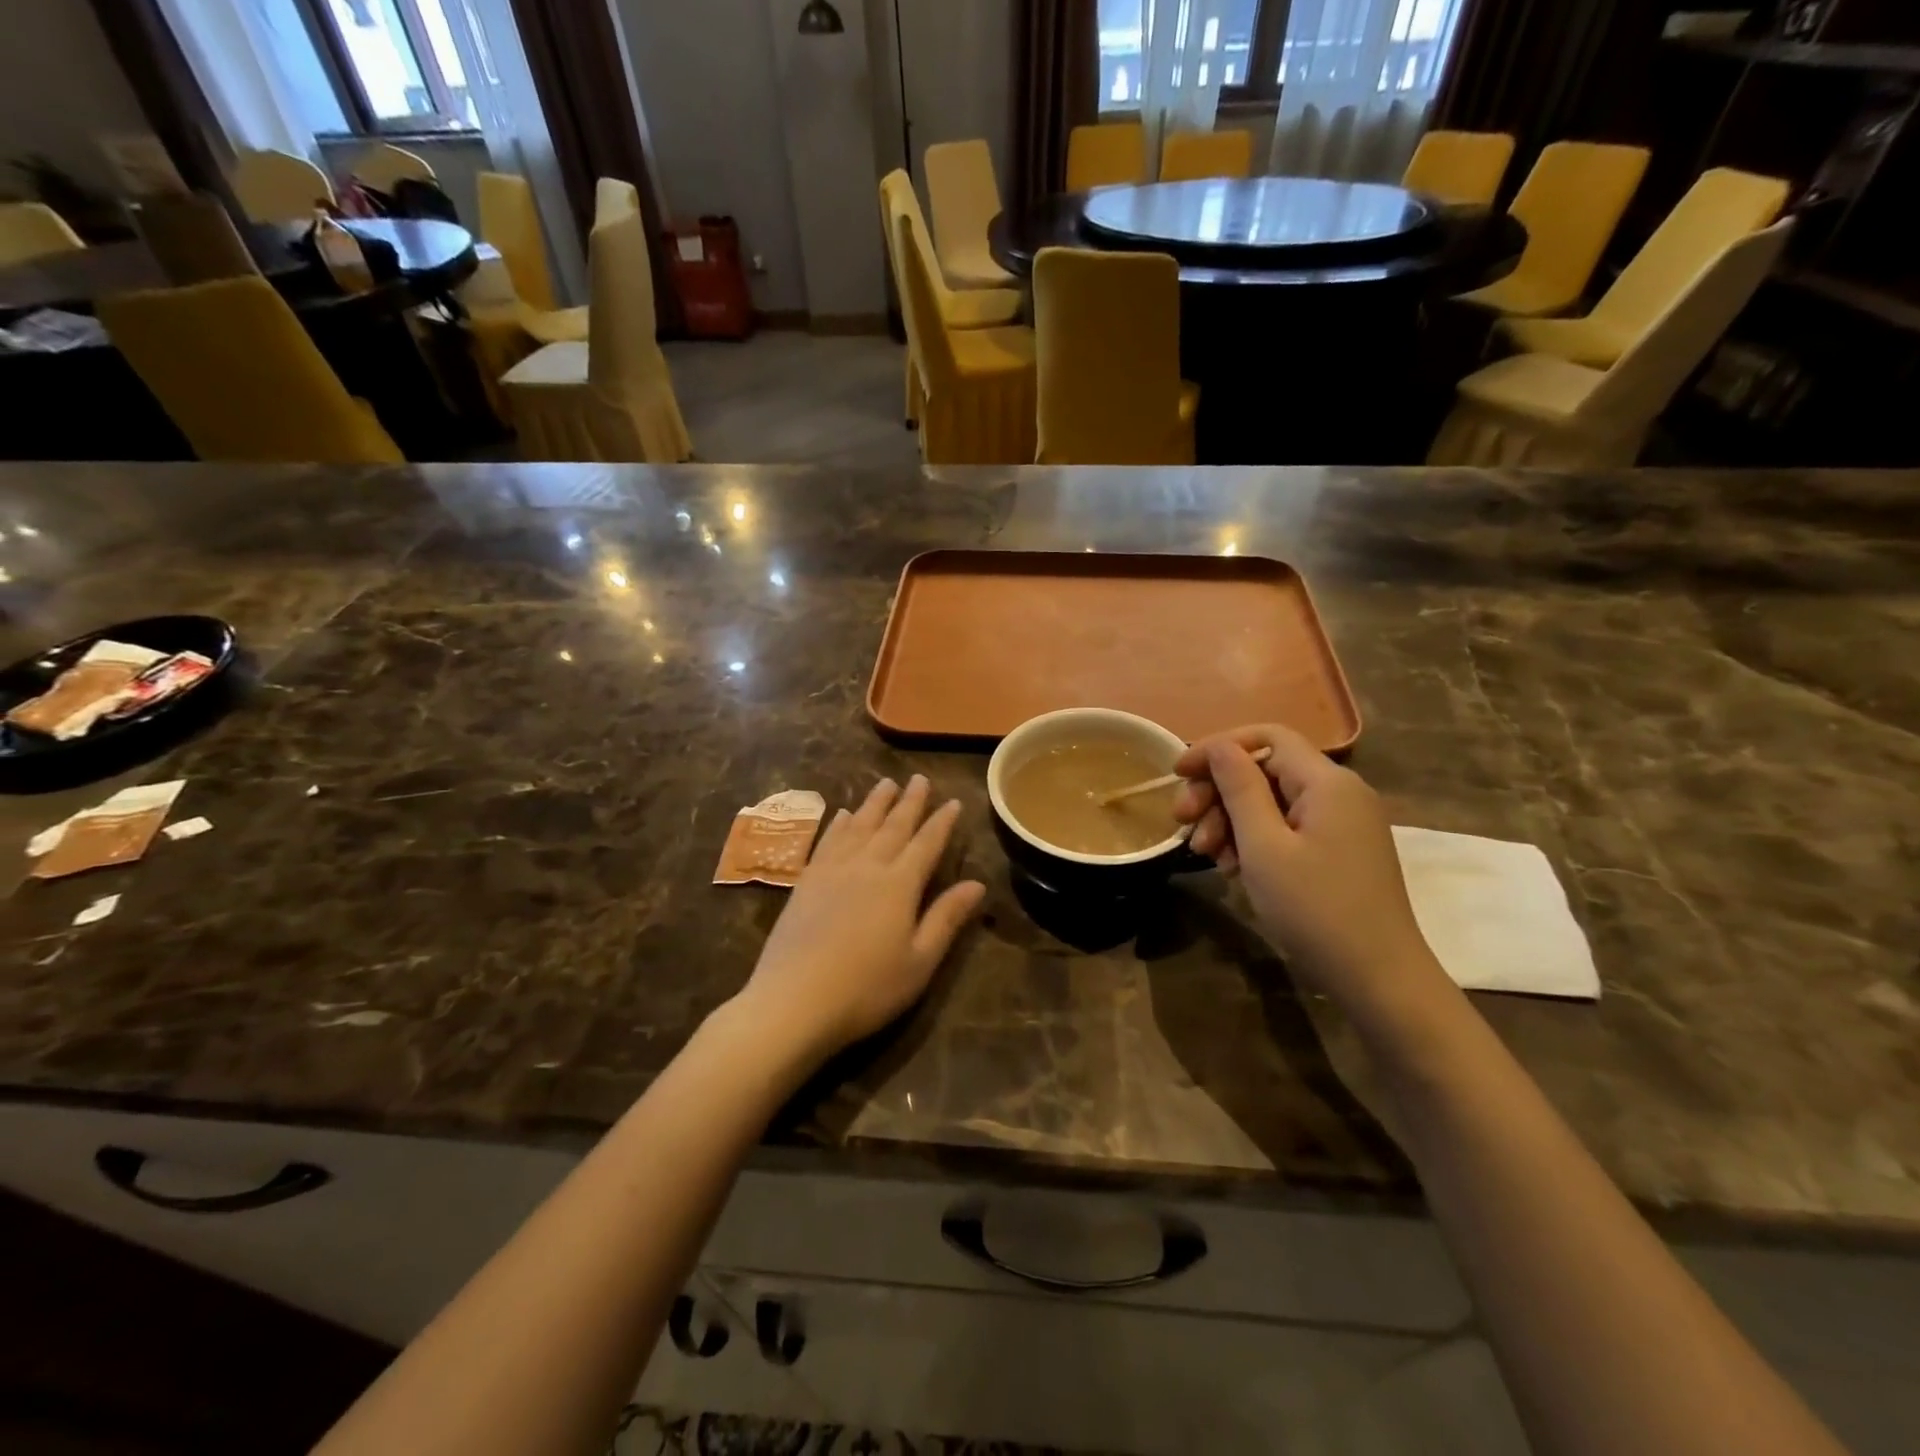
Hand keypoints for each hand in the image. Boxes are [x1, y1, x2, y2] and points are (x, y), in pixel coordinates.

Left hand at [733, 775, 985, 1065]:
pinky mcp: (807, 881)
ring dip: (875, 803)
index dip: (942, 822)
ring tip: (886, 783)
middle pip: (893, 826)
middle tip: (919, 779)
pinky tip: (844, 814)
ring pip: (859, 826)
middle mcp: (867, 866)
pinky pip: (828, 840)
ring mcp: (833, 871)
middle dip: (910, 801)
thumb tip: (977, 883)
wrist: (794, 1001)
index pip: (927, 844)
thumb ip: (946, 918)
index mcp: (900, 885)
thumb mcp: (919, 961)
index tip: (953, 801)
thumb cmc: (867, 988)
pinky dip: (839, 824)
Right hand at [1172, 726, 1441, 1009]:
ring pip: (1272, 801)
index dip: (1218, 747)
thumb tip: (1221, 747)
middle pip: (1265, 770)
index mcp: (1327, 782)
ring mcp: (1342, 823)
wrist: (1379, 979)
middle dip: (1218, 791)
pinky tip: (1232, 868)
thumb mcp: (1264, 847)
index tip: (1178, 773)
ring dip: (1230, 820)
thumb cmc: (1315, 909)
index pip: (1266, 738)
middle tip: (1182, 822)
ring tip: (1206, 856)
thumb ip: (1240, 788)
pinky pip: (1287, 827)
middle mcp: (1339, 793)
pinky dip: (1254, 840)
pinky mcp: (1338, 850)